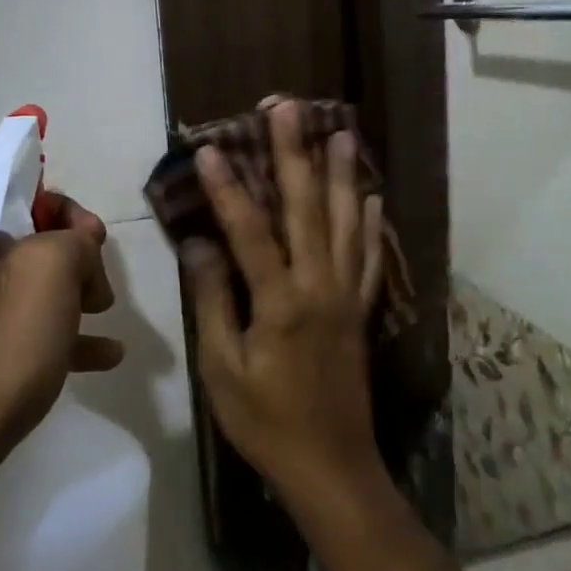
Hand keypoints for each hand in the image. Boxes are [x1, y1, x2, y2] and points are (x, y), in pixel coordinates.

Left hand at [0, 169, 125, 550]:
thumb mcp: (47, 281)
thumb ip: (71, 237)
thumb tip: (73, 240)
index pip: (5, 174)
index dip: (58, 200)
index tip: (90, 242)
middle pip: (9, 223)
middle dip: (65, 252)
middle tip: (99, 291)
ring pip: (4, 271)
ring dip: (59, 289)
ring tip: (101, 322)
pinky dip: (34, 322)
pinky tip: (92, 354)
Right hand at [182, 100, 387, 511]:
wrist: (329, 463)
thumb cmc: (265, 421)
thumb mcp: (223, 368)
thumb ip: (213, 301)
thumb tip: (199, 245)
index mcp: (280, 301)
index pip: (250, 230)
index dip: (228, 187)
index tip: (210, 147)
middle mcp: (319, 285)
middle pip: (306, 207)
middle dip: (295, 153)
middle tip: (289, 108)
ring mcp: (347, 295)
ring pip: (345, 222)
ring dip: (342, 175)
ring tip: (343, 133)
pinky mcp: (361, 310)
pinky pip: (370, 258)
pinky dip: (370, 225)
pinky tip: (371, 198)